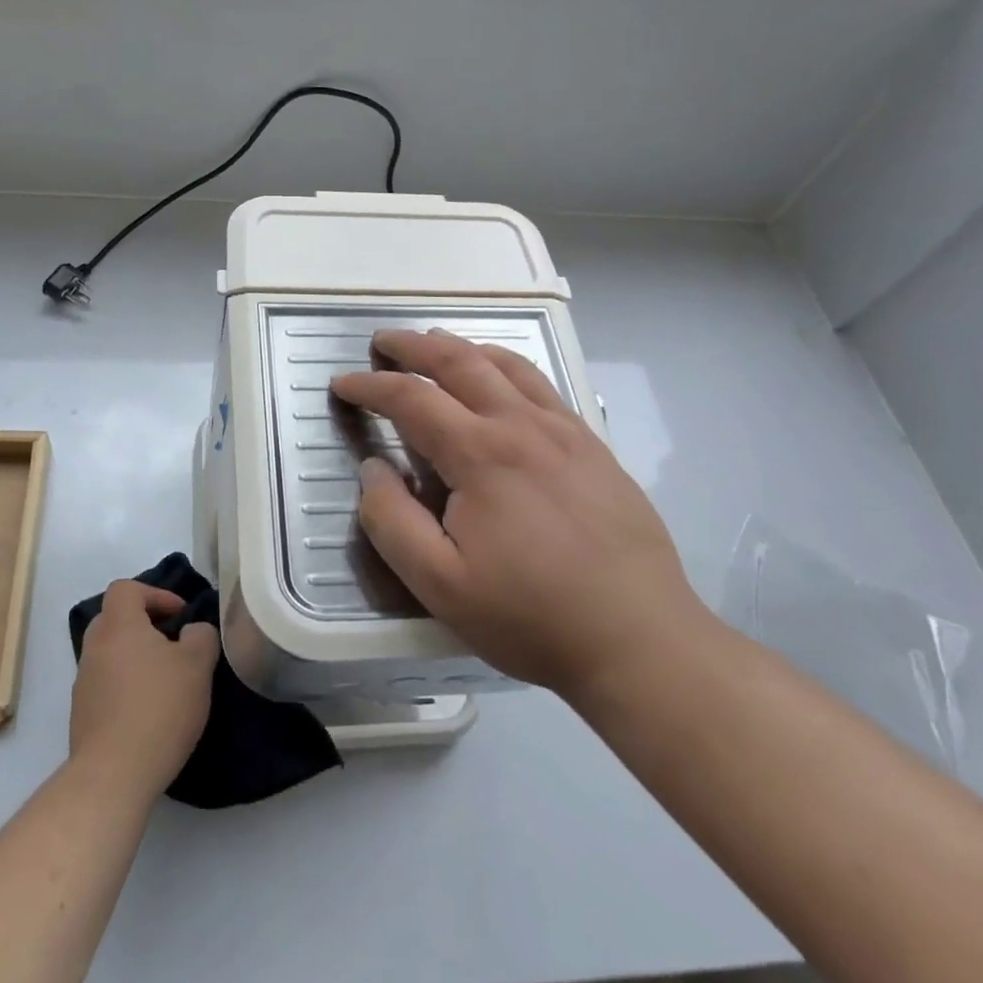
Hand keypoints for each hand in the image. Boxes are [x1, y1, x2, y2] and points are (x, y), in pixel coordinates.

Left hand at [70, 581, 218, 802]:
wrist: (114, 774)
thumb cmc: (159, 708)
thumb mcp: (197, 665)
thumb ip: (201, 637)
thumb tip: (192, 632)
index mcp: (119, 626)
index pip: (126, 588)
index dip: (155, 594)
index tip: (181, 616)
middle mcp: (95, 647)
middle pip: (115, 618)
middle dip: (145, 625)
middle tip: (173, 644)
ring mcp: (84, 682)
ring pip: (111, 653)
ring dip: (136, 658)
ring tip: (166, 682)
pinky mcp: (82, 714)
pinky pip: (106, 685)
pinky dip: (126, 686)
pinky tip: (150, 712)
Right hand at [331, 329, 710, 699]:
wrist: (640, 640)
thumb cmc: (531, 616)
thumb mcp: (439, 584)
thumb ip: (392, 521)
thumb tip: (373, 468)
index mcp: (482, 455)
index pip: (412, 399)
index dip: (371, 386)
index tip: (342, 384)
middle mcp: (523, 426)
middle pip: (460, 362)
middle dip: (413, 346)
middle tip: (382, 342)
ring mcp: (566, 432)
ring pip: (507, 365)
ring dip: (462, 347)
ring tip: (435, 343)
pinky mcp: (594, 447)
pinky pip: (543, 386)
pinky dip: (507, 366)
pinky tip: (502, 379)